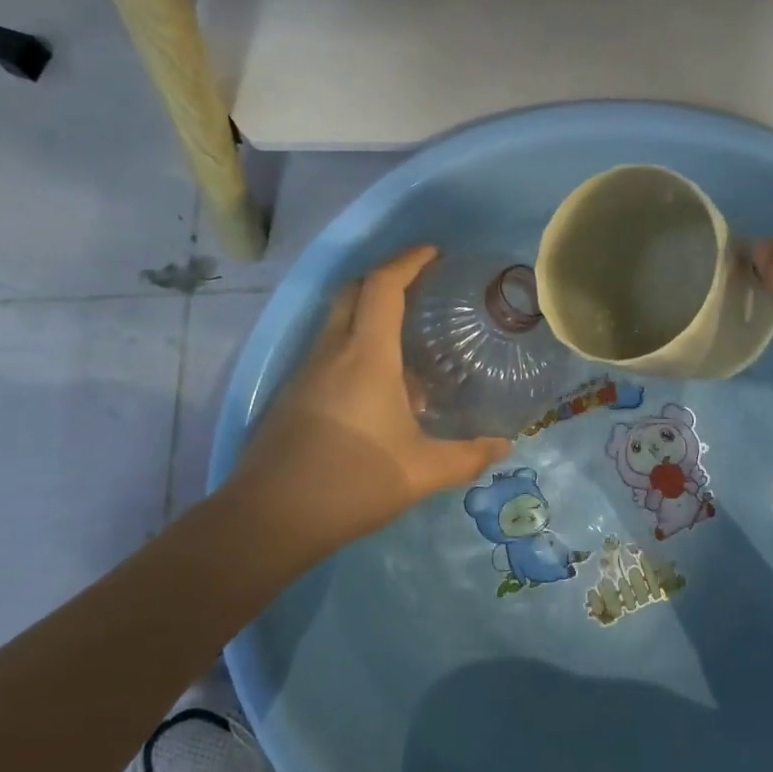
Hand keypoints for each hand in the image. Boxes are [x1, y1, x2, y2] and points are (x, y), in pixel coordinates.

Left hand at [216, 246, 511, 567]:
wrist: (268, 519)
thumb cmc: (351, 483)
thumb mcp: (421, 472)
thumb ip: (467, 456)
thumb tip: (504, 446)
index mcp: (365, 355)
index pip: (382, 286)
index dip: (408, 260)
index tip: (433, 252)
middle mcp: (331, 351)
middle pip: (353, 291)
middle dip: (386, 277)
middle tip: (421, 286)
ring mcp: (306, 372)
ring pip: (337, 320)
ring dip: (368, 312)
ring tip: (407, 335)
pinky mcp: (293, 395)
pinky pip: (328, 350)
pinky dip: (355, 345)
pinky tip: (380, 385)